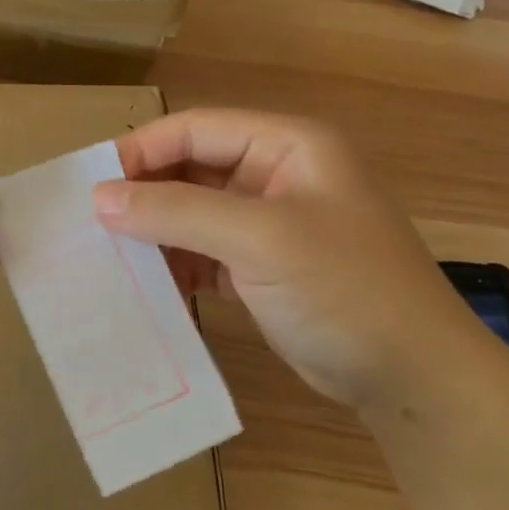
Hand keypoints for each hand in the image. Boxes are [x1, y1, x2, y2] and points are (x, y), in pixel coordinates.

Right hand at [92, 109, 484, 406]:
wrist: (416, 381)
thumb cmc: (345, 290)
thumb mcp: (260, 240)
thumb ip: (177, 212)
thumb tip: (100, 198)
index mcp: (286, 145)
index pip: (195, 128)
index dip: (141, 151)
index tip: (92, 186)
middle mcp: (275, 174)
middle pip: (191, 167)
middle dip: (145, 194)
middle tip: (92, 223)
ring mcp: (269, 222)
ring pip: (193, 211)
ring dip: (156, 231)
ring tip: (111, 255)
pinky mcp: (262, 265)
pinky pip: (204, 250)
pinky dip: (176, 263)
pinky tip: (149, 285)